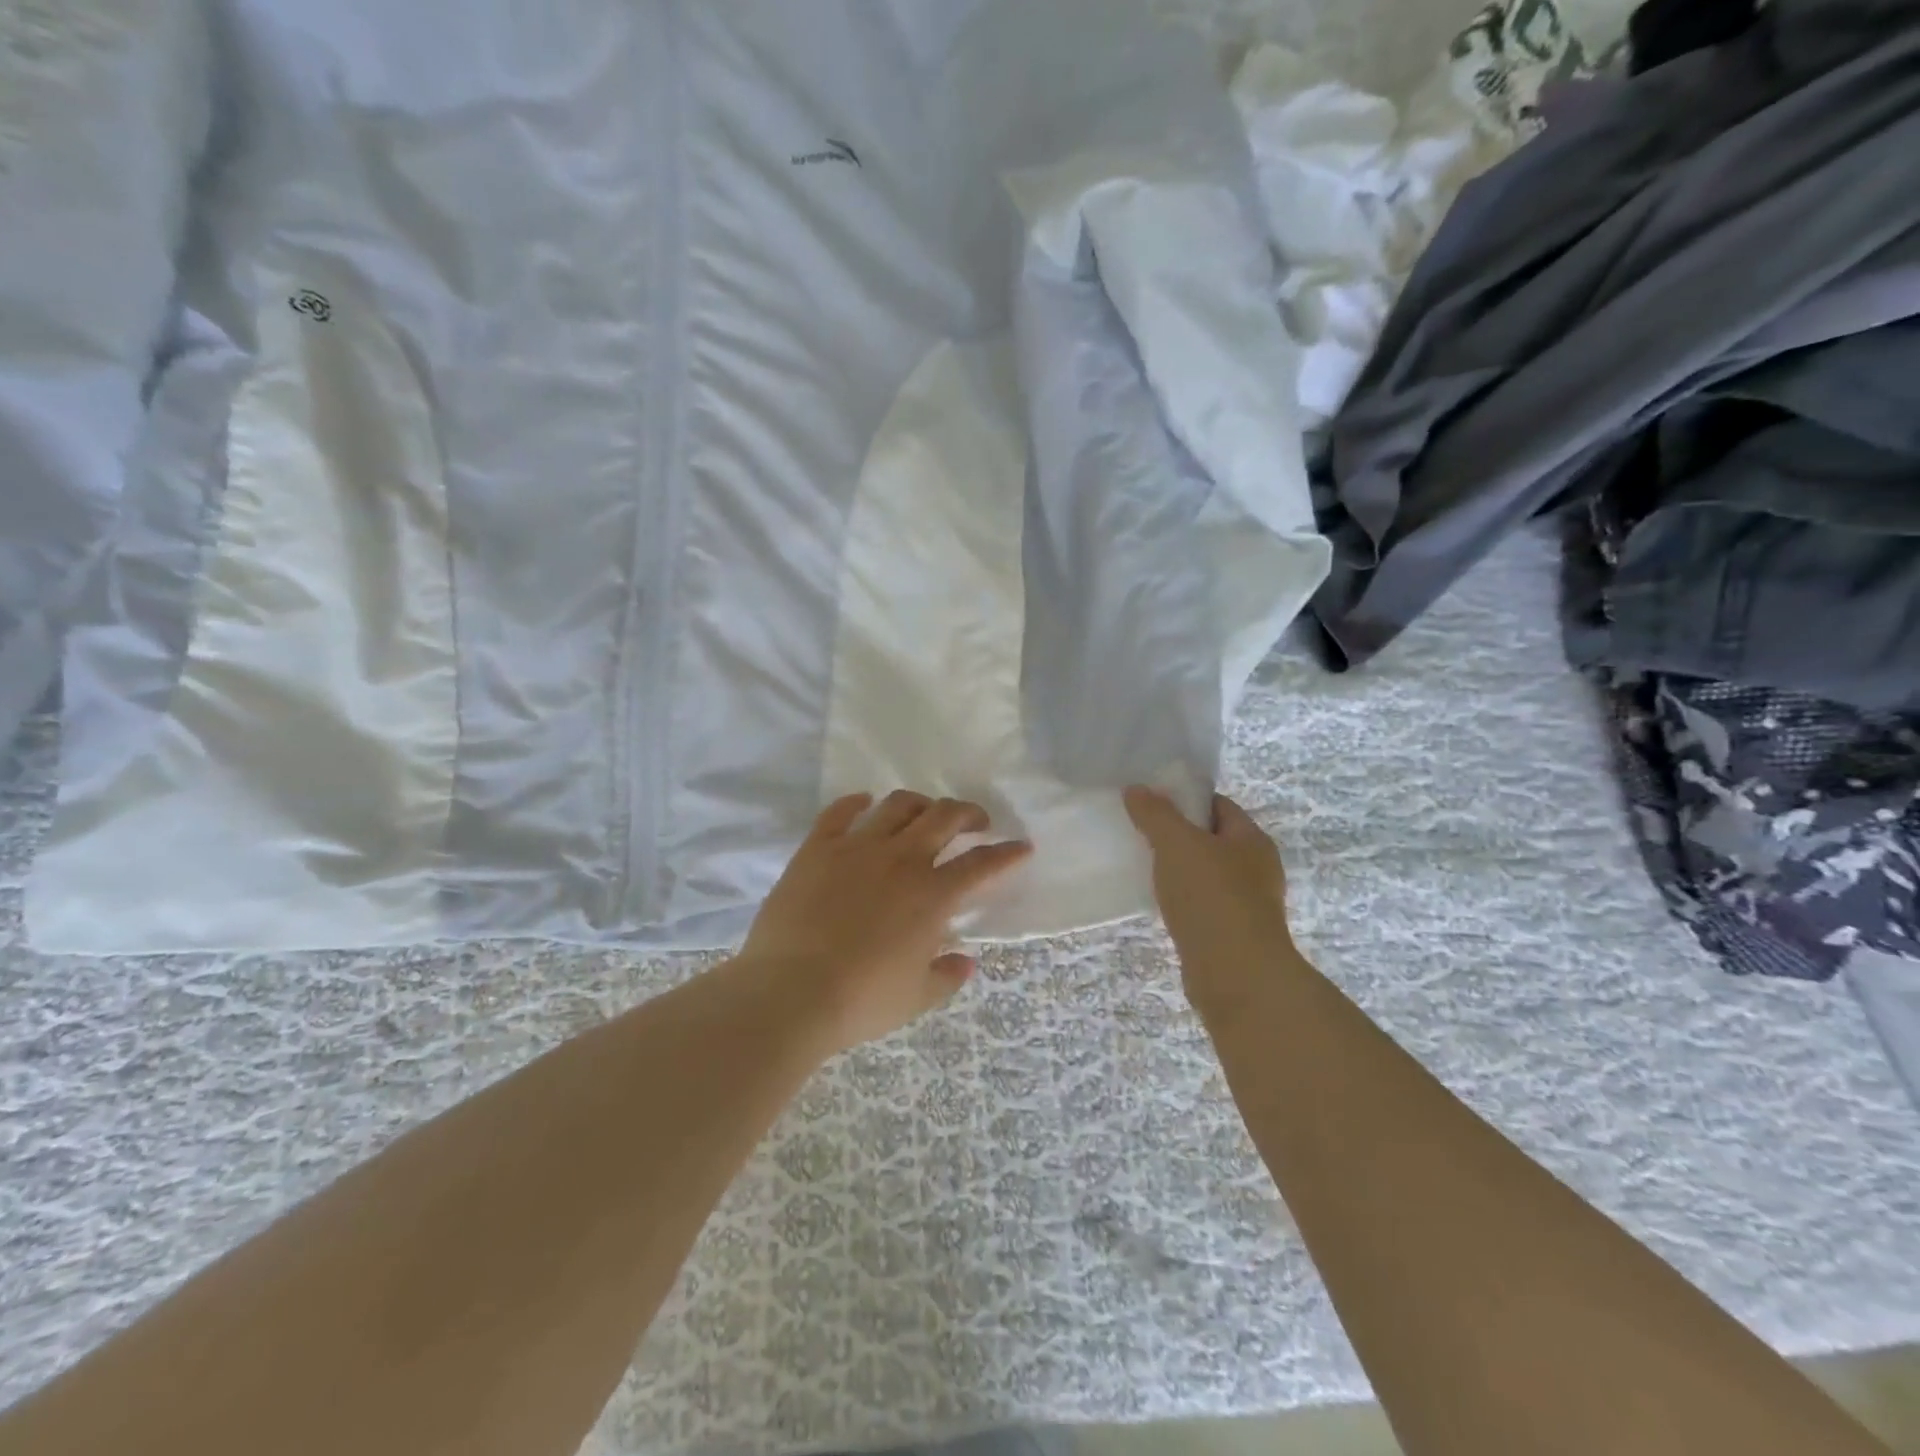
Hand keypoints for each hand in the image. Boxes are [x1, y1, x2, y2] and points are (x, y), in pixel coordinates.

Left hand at [739, 791, 1031, 1052]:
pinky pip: (840, 811)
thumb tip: (966, 960)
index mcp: (932, 896)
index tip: (1021, 846)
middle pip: (945, 817)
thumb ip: (947, 976)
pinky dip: (856, 802)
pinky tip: (864, 803)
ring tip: (925, 812)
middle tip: (976, 822)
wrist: (789, 993)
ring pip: (898, 805)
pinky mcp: (818, 847)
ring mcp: (857, 847)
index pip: (982, 864)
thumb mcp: (915, 998)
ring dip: (920, 804)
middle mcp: (901, 860)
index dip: (1007, 853)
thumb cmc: (860, 1001)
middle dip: (969, 813)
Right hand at [1124, 787, 1297, 1007]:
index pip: (1218, 805)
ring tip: (1143, 868)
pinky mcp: (1231, 934)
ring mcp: (1246, 904)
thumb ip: (1155, 814)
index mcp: (1252, 840)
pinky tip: (1158, 904)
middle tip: (1140, 834)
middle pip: (1211, 839)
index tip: (1151, 803)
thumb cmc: (1211, 898)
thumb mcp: (1177, 844)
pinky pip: (1201, 905)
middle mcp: (1256, 869)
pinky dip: (1181, 901)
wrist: (1236, 976)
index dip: (1185, 799)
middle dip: (1178, 835)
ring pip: (1205, 875)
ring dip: (1177, 871)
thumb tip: (1136, 789)